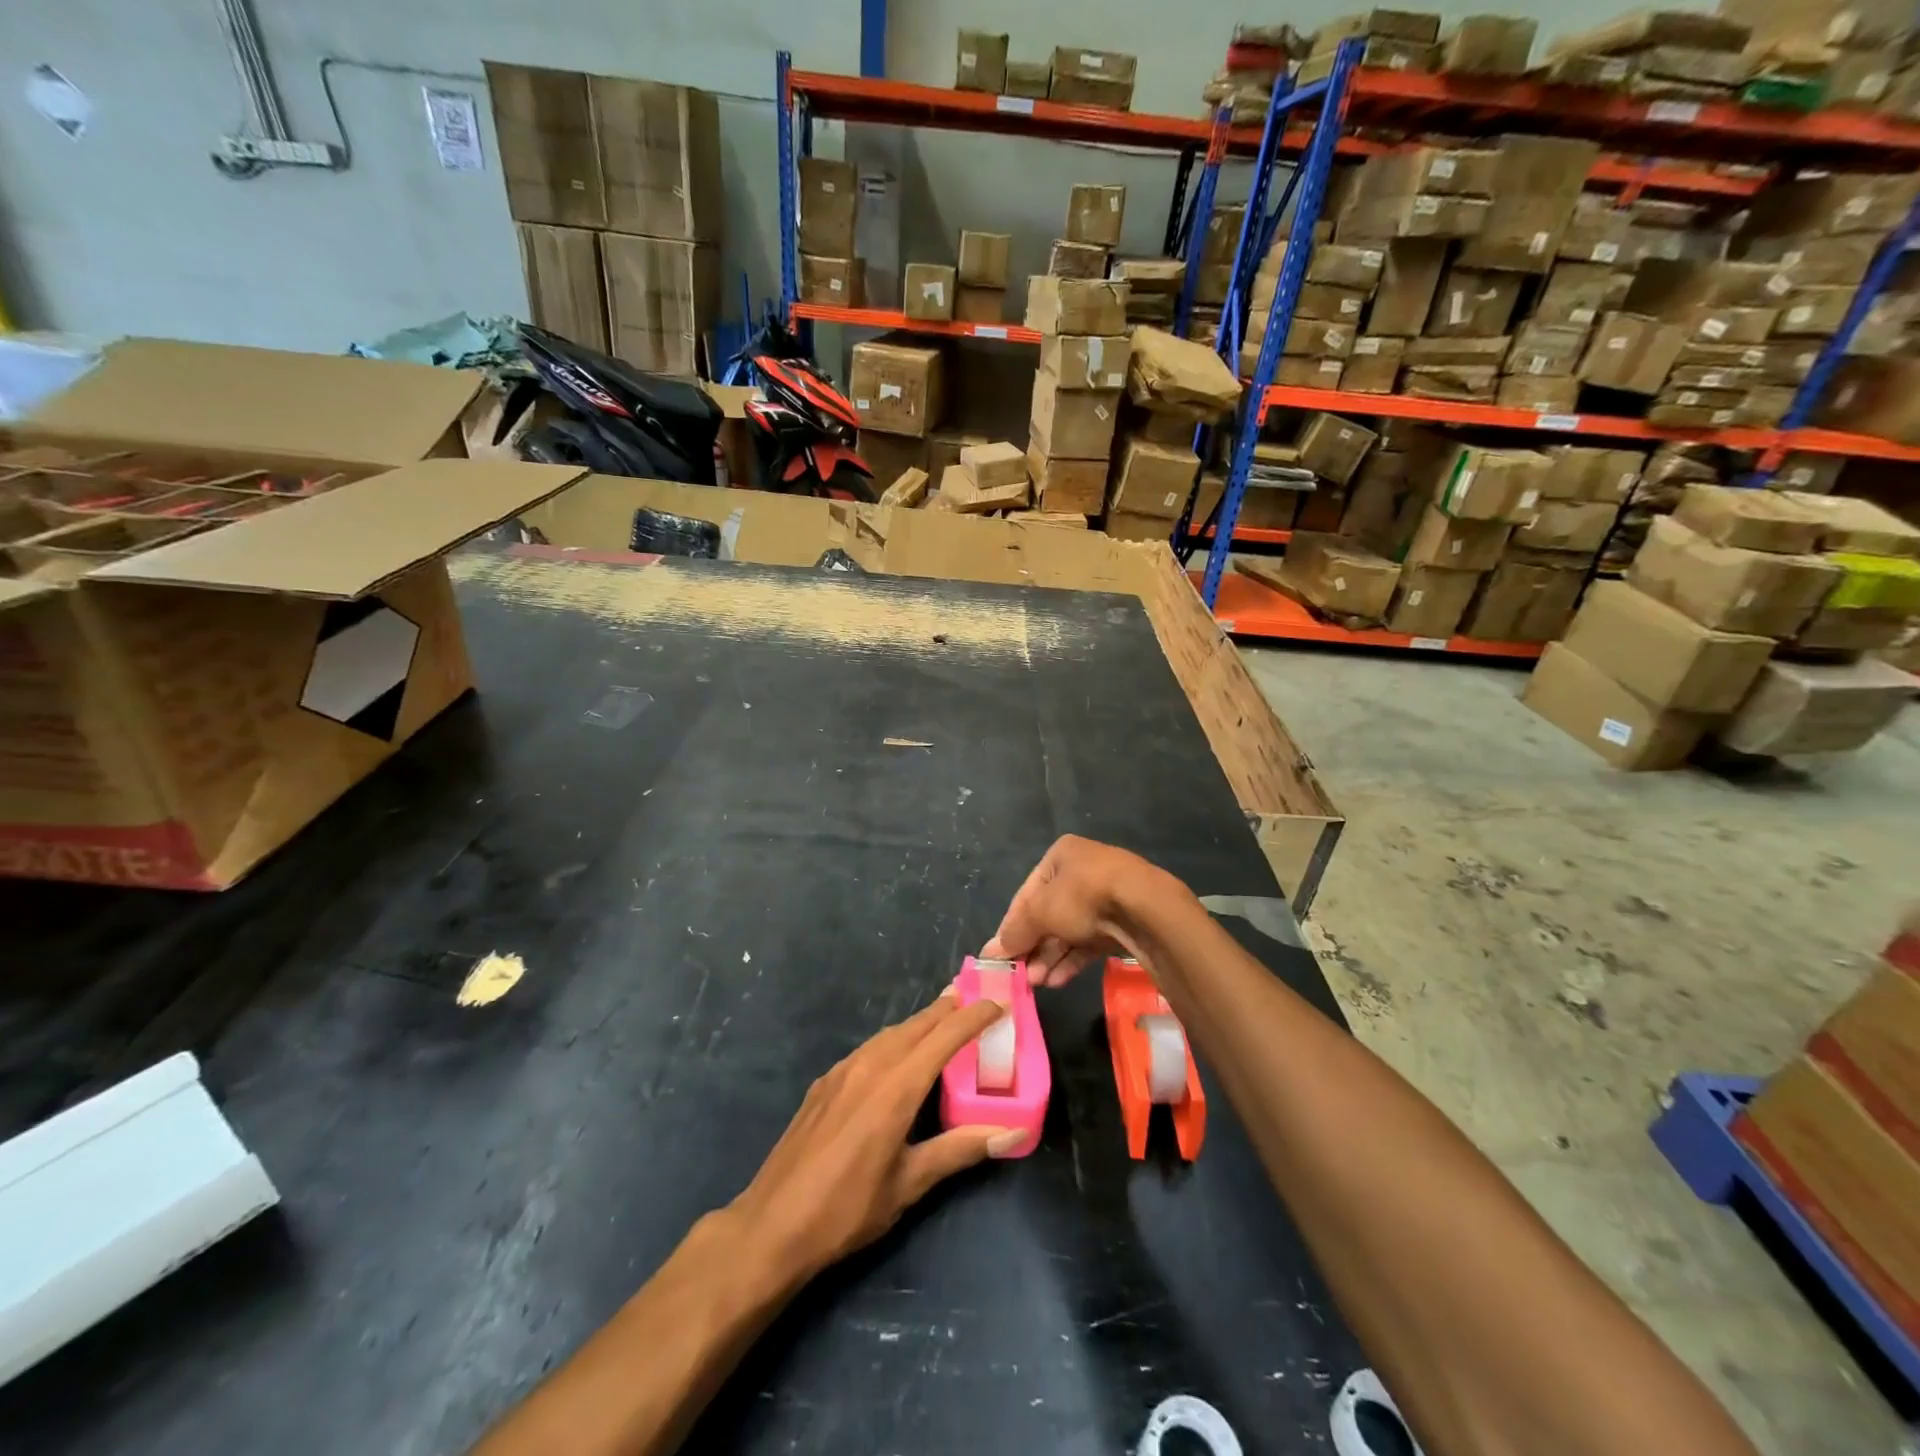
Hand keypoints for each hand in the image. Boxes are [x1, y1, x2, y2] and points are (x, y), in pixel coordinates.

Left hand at [727, 989, 1022, 1286]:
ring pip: (890, 1033)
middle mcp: (870, 1065)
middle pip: (917, 1025)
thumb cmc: (848, 1209)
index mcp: (896, 1087)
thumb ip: (959, 1150)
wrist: (772, 1225)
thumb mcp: (910, 1183)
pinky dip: (894, 1040)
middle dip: (948, 1009)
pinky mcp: (824, 1083)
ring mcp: (842, 1071)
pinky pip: (869, 1048)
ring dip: (920, 1023)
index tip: (1000, 1002)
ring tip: (943, 1020)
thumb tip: (1012, 1131)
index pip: (945, 1037)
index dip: (974, 1016)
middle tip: (975, 1000)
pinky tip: (897, 1055)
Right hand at [982, 835, 1176, 986]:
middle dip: (1033, 946)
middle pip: (1048, 914)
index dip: (1011, 925)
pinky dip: (1072, 959)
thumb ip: (1015, 931)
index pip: (1027, 893)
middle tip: (1020, 975)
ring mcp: (1105, 896)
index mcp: (1061, 855)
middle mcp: (1083, 871)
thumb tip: (991, 951)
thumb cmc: (1083, 896)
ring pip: (1069, 930)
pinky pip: (1089, 942)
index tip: (1001, 954)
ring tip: (1036, 983)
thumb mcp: (1040, 911)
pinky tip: (1057, 981)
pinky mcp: (1121, 921)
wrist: (1145, 908)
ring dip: (1050, 957)